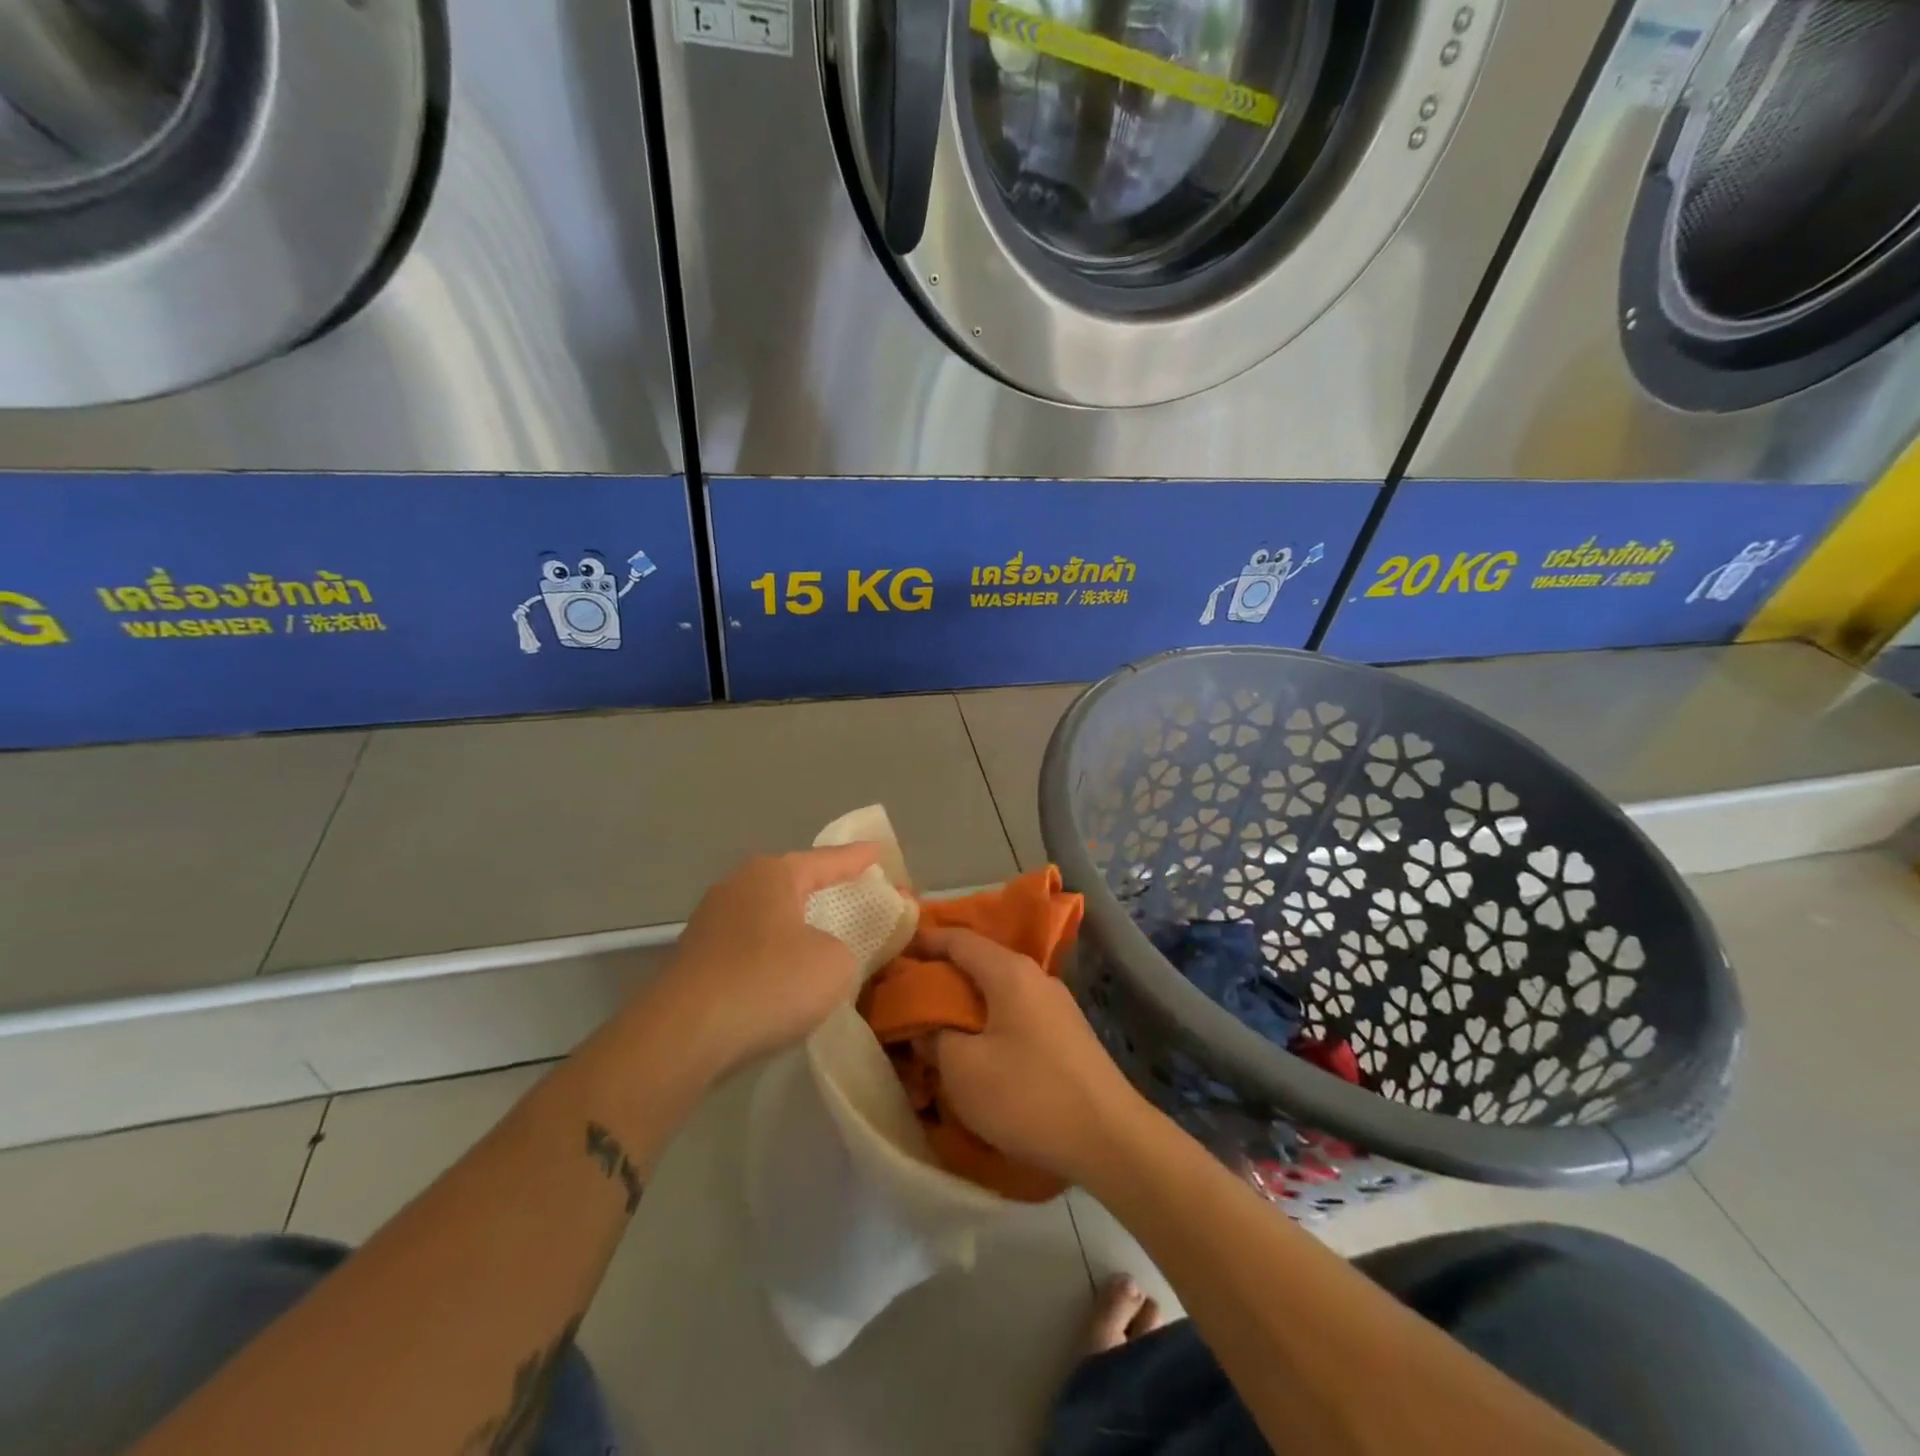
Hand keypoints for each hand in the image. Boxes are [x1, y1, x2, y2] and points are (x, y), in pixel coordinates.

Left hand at [642, 845, 880, 1076]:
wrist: (683, 1036)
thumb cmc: (769, 983)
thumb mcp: (835, 964)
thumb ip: (845, 947)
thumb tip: (825, 952)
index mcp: (773, 874)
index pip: (827, 860)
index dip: (857, 858)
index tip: (879, 851)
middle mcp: (738, 886)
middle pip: (792, 881)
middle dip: (823, 887)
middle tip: (853, 890)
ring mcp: (710, 922)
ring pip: (767, 914)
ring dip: (794, 923)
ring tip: (821, 932)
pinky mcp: (695, 959)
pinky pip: (748, 944)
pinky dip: (772, 952)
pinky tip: (783, 972)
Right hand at [921, 926, 1150, 1188]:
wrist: (1110, 1139)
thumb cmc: (1028, 1095)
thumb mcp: (963, 1070)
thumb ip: (935, 1039)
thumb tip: (926, 1027)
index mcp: (1009, 972)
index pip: (959, 939)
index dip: (924, 941)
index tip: (894, 950)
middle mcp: (1035, 977)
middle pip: (980, 963)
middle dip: (942, 976)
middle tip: (906, 995)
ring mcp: (1056, 1006)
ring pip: (998, 992)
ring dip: (966, 1004)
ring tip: (936, 1026)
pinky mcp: (1066, 1035)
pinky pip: (1016, 1015)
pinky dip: (989, 1023)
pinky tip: (976, 1051)